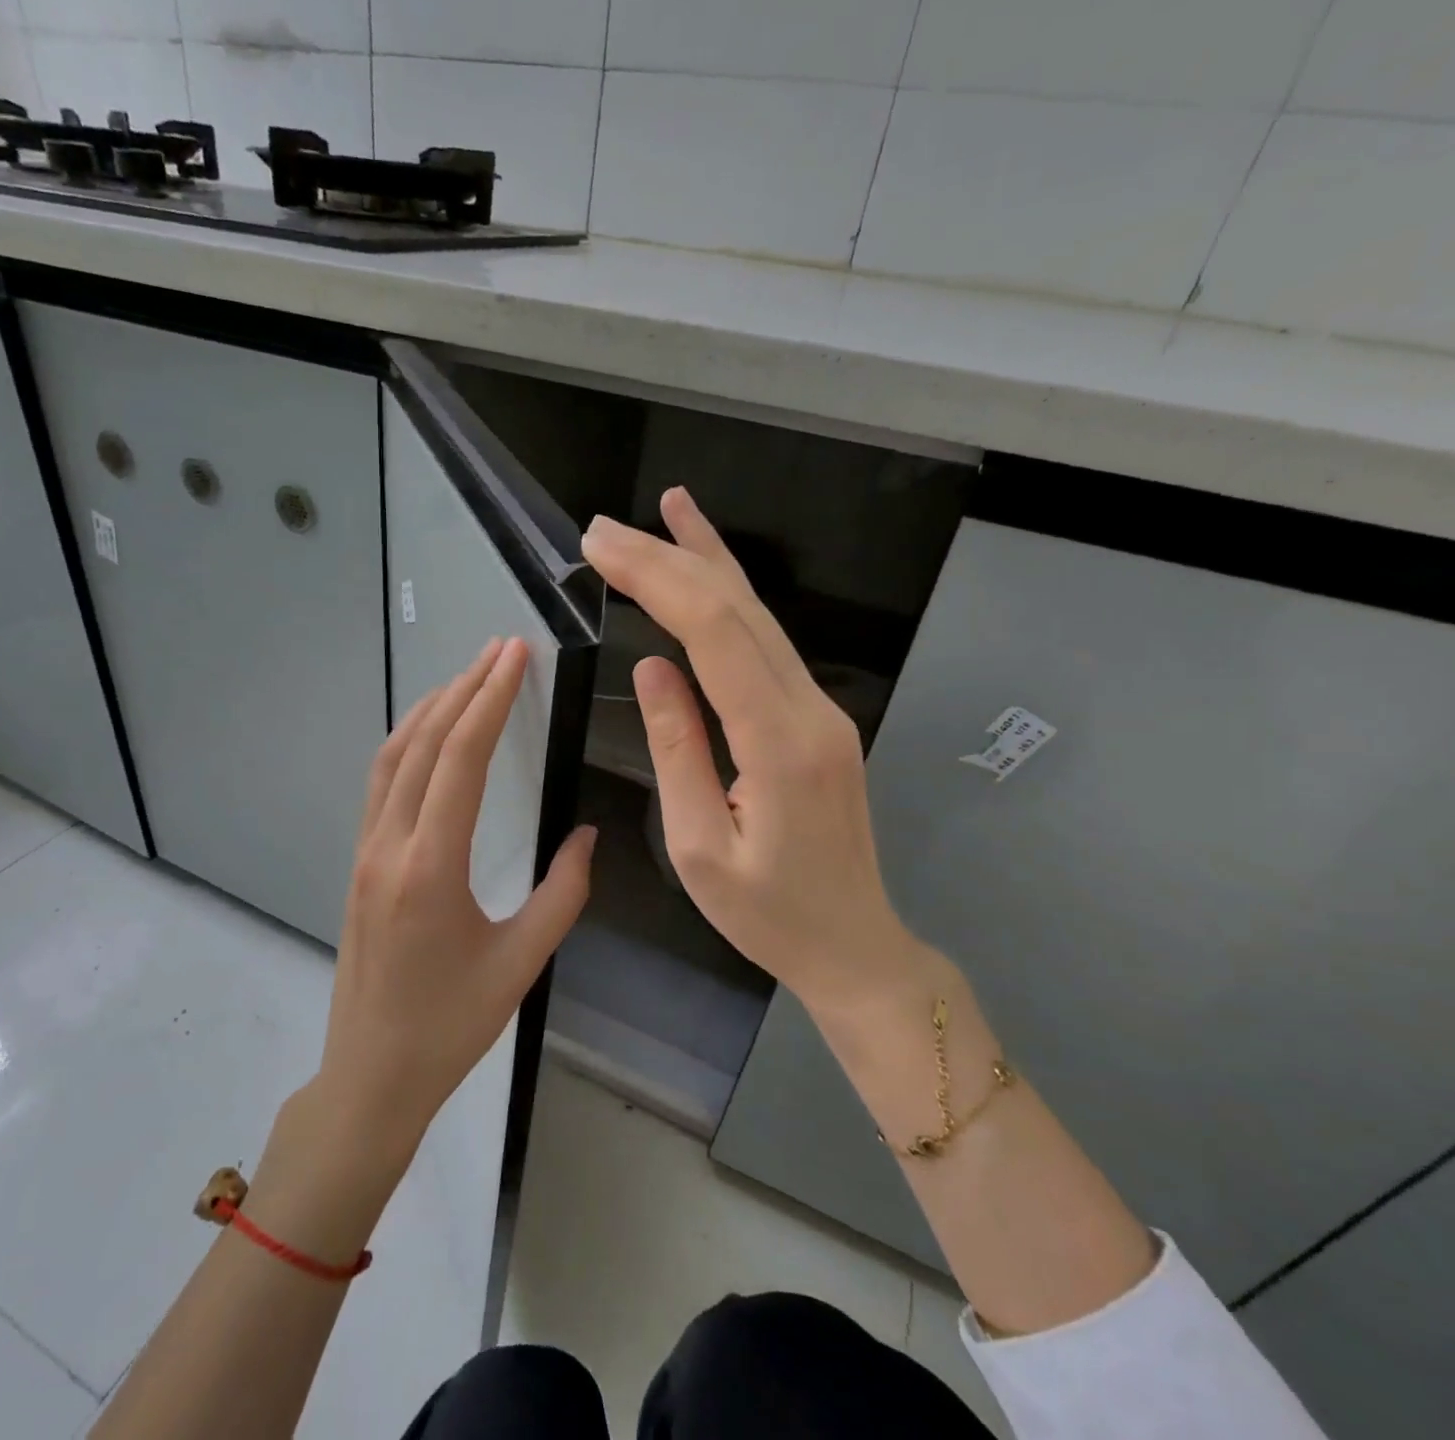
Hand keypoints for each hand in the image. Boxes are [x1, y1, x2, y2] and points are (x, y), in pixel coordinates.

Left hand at [315, 637, 596, 1157]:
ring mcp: (366, 851)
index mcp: (430, 866)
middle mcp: (390, 845)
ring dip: (431, 709)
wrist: (371, 1075)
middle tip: (500, 649)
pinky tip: (431, 734)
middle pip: (424, 744)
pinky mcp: (360, 862)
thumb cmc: (450, 1026)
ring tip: (469, 676)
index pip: (460, 759)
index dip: (489, 700)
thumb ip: (562, 892)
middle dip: (464, 688)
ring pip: (393, 757)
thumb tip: (584, 832)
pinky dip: (408, 742)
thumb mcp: (521, 963)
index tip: (515, 656)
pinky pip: (381, 783)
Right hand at [581, 488, 927, 1018]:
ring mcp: (822, 707)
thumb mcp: (700, 846)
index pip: (712, 634)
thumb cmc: (768, 914)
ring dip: (706, 560)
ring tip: (665, 510)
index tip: (600, 549)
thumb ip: (678, 749)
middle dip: (668, 557)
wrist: (854, 944)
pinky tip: (712, 567)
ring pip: (760, 614)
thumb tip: (653, 667)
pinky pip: (769, 641)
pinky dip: (733, 595)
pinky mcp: (818, 715)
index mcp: (778, 744)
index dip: (655, 579)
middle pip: (736, 609)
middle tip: (603, 529)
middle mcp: (810, 709)